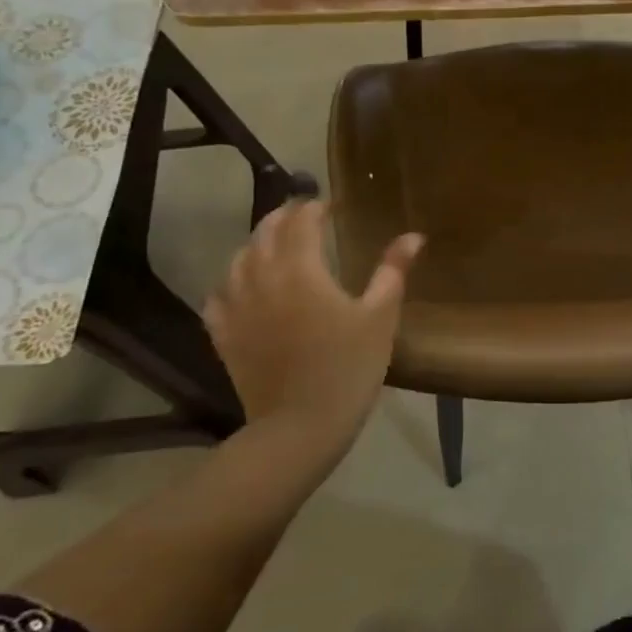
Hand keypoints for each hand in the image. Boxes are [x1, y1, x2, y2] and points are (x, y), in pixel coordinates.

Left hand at [203, 200, 421, 474]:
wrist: (300, 427)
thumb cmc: (349, 368)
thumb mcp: (380, 317)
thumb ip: (393, 271)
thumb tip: (413, 236)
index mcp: (301, 270)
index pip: (301, 222)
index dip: (314, 208)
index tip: (329, 204)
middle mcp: (262, 279)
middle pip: (265, 233)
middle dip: (283, 217)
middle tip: (302, 214)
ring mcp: (237, 308)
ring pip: (238, 260)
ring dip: (256, 243)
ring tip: (273, 243)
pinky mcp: (224, 335)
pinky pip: (218, 296)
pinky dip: (230, 282)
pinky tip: (240, 286)